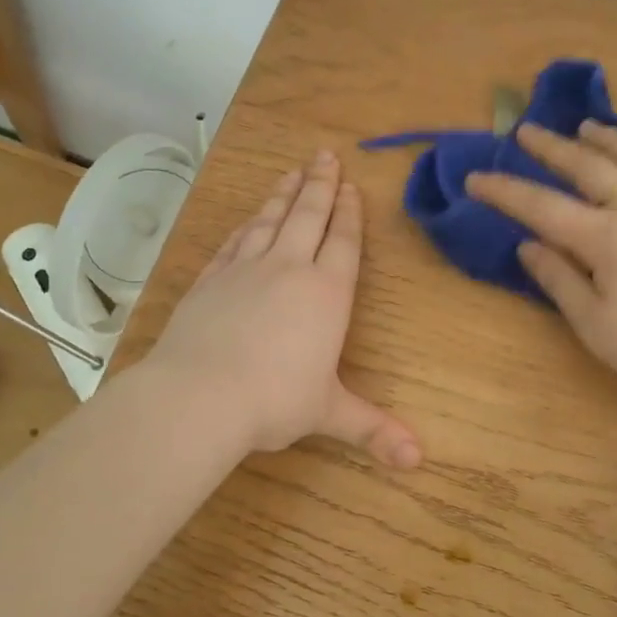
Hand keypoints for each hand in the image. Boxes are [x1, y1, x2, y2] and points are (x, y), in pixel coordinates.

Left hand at [143, 148, 421, 468]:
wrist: (199, 395)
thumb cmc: (274, 401)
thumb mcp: (328, 413)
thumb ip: (372, 429)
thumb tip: (417, 460)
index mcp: (326, 294)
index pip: (342, 242)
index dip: (349, 214)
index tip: (351, 186)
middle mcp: (287, 269)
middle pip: (308, 216)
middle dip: (320, 186)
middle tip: (325, 156)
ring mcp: (244, 270)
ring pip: (269, 220)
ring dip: (284, 195)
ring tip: (293, 172)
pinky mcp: (210, 279)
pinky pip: (234, 242)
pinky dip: (246, 226)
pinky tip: (248, 220)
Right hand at [467, 121, 616, 414]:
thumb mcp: (594, 327)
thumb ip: (560, 281)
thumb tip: (528, 245)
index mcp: (608, 240)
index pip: (543, 207)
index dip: (504, 191)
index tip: (475, 178)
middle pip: (592, 168)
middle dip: (554, 148)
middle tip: (528, 131)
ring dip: (613, 139)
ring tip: (590, 127)